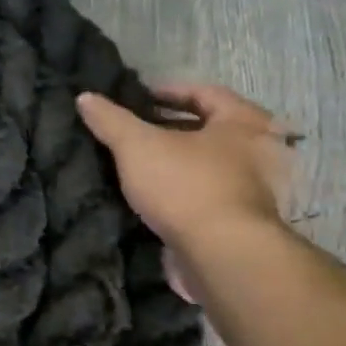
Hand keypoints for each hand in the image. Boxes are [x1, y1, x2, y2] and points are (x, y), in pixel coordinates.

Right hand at [78, 83, 296, 301]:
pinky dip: (181, 190)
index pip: (204, 93)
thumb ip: (111, 120)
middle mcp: (260, 150)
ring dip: (176, 162)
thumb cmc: (186, 185)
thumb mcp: (137, 146)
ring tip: (137, 165)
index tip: (136, 98)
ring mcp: (255, 188)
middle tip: (134, 131)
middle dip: (171, 128)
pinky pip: (207, 193)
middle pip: (209, 129)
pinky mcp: (242, 220)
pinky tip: (152, 196)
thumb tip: (85, 97)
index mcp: (245, 121)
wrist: (222, 254)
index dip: (167, 92)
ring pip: (208, 164)